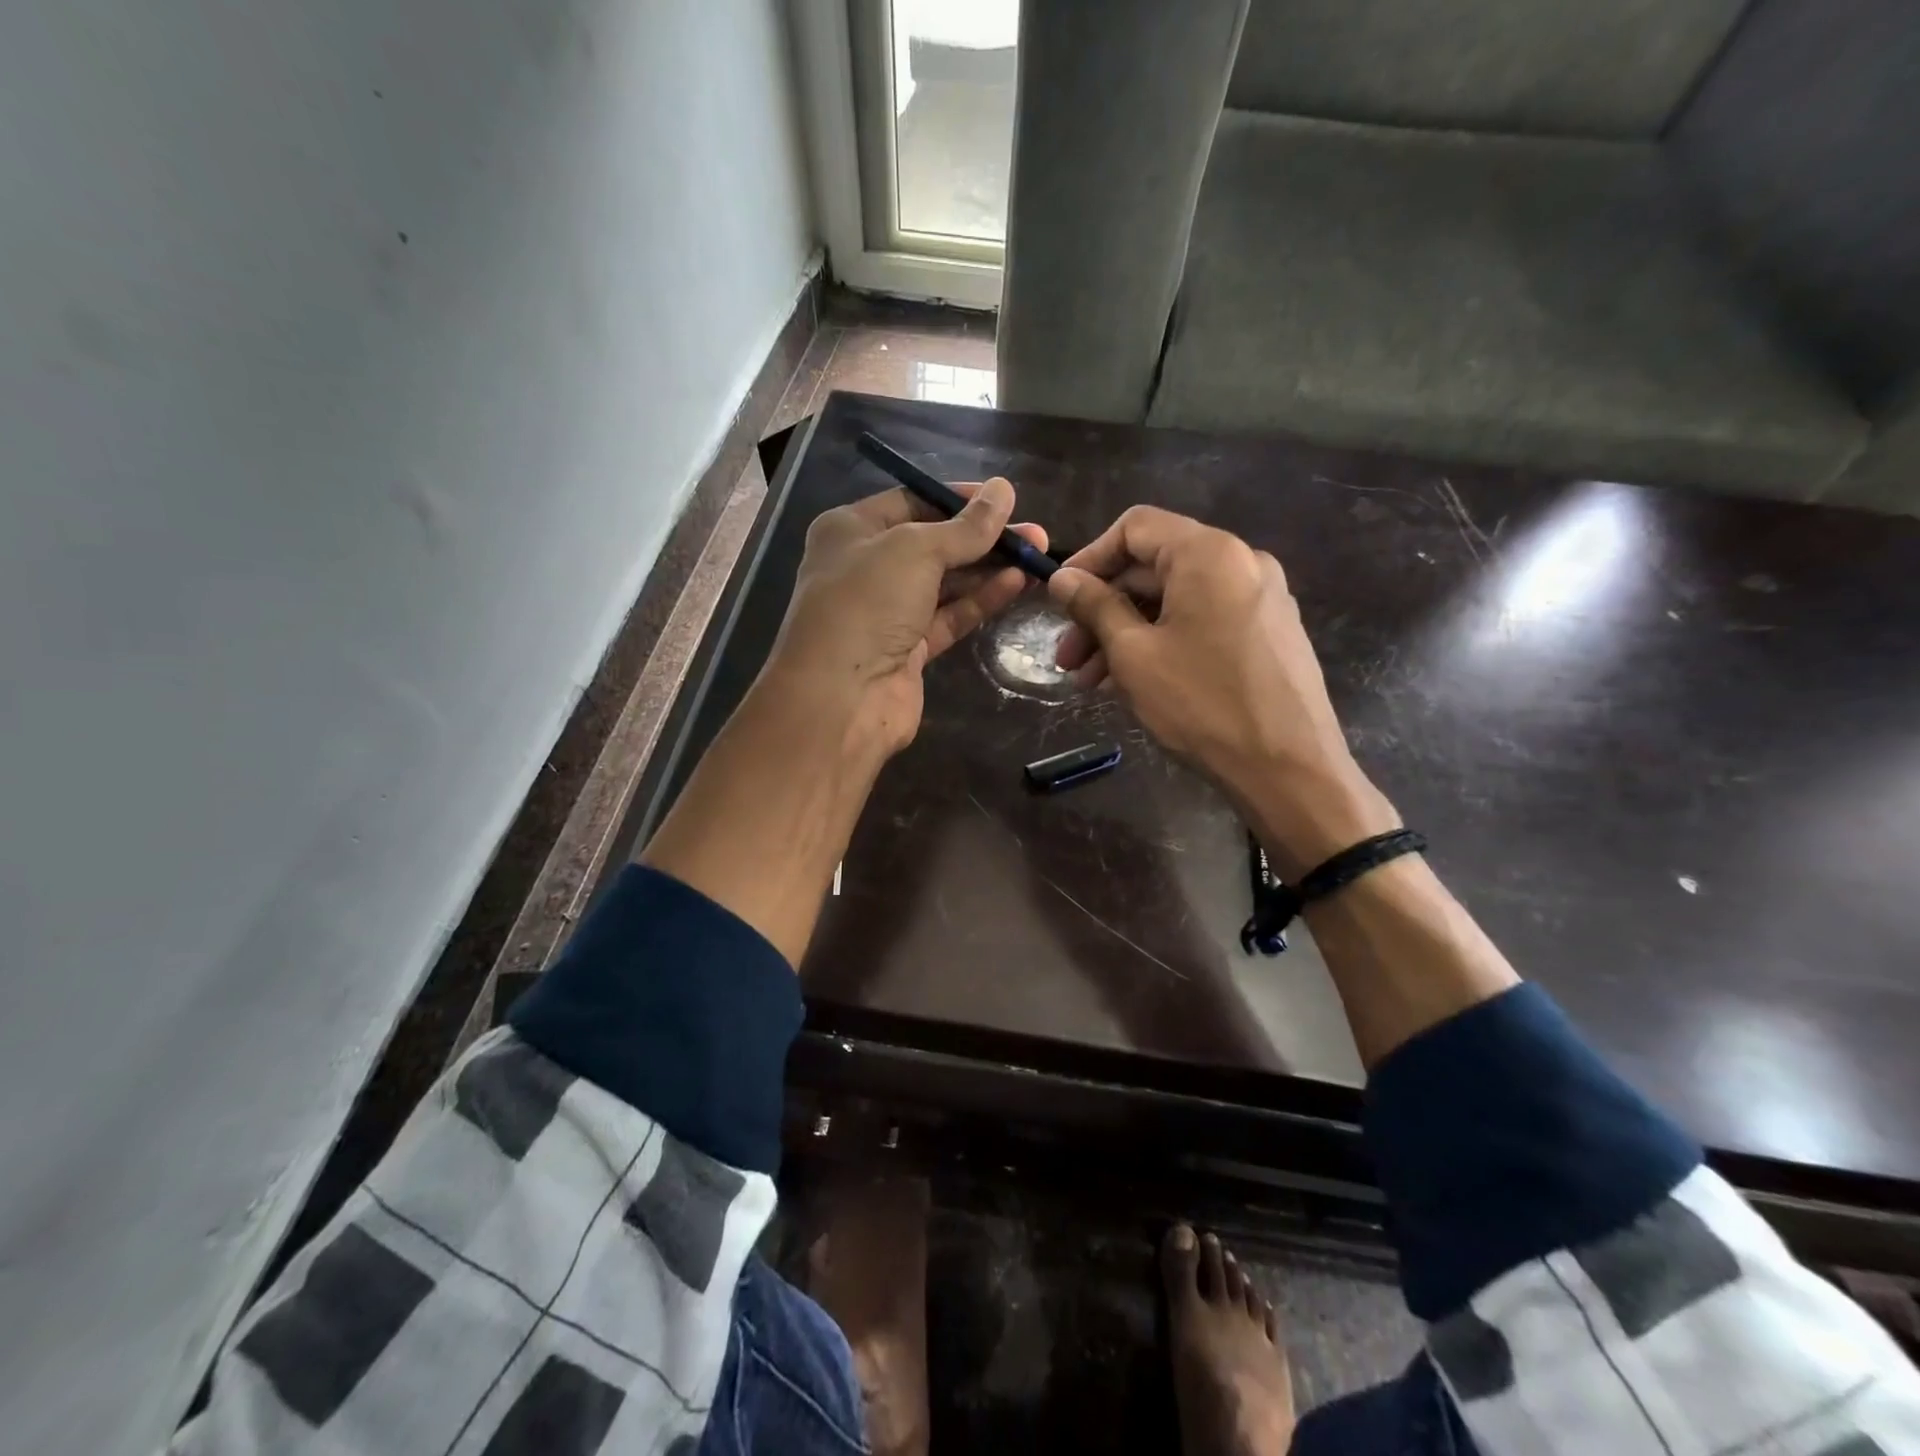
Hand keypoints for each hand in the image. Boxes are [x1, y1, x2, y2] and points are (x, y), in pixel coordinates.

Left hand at [762, 477, 1045, 758]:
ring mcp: (887, 612)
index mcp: (851, 530)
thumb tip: (1004, 489)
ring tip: (1036, 557)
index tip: (1004, 499)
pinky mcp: (909, 649)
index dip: (959, 499)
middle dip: (982, 538)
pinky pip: (949, 616)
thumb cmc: (867, 604)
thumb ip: (965, 527)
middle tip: (1033, 534)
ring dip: (988, 569)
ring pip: (945, 583)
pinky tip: (1016, 584)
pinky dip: (980, 600)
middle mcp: (866, 567)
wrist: (841, 697)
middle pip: (933, 544)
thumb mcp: (916, 550)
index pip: (912, 502)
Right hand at [1048, 506, 1397, 876]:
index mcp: (1208, 553)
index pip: (1134, 527)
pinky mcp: (1268, 632)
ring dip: (1127, 633)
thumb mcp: (1134, 654)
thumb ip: (1095, 606)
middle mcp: (1241, 562)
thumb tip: (1063, 578)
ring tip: (1091, 682)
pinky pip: (1202, 621)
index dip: (1088, 558)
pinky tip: (1135, 682)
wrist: (1289, 768)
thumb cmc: (1202, 704)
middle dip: (1102, 610)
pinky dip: (1163, 642)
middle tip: (1067, 658)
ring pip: (1175, 601)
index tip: (1059, 598)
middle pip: (1153, 568)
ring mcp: (1260, 598)